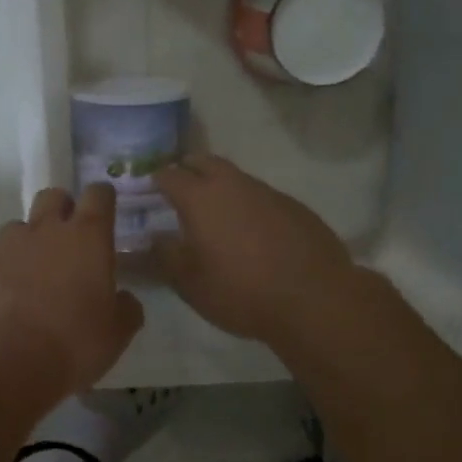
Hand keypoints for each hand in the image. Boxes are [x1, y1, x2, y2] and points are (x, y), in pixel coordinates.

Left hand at [0, 184, 144, 391]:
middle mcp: (45, 230)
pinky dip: (0, 274)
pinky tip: (3, 303)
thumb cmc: (73, 342)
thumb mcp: (116, 333)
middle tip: (68, 239)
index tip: (105, 210)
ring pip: (18, 227)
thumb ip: (125, 308)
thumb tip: (124, 299)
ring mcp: (5, 246)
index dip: (102, 198)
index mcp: (87, 237)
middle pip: (53, 196)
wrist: (4, 359)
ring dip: (28, 243)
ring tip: (32, 277)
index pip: (98, 195)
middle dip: (62, 208)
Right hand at [152, 155, 354, 343]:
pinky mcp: (295, 207)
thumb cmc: (241, 291)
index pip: (169, 175)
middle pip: (204, 162)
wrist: (315, 300)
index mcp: (200, 197)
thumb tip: (151, 238)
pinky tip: (253, 232)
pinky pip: (262, 197)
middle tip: (180, 190)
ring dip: (221, 188)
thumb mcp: (190, 283)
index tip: (147, 192)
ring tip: (216, 214)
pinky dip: (249, 206)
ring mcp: (268, 192)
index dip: (154, 180)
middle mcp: (233, 184)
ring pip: (236, 178)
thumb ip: (164, 256)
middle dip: (188, 170)